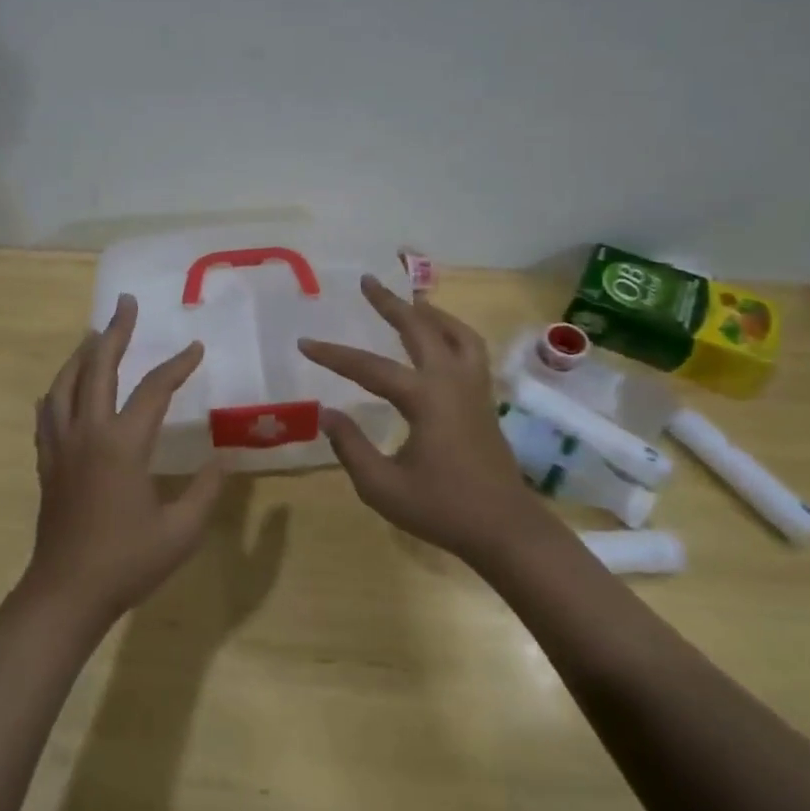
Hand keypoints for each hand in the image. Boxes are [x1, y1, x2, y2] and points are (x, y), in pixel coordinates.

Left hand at [26, 294, 225, 632]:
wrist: (66, 593)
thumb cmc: (127, 562)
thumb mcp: (181, 531)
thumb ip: (206, 490)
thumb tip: (222, 458)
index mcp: (122, 444)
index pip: (153, 390)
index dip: (177, 366)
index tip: (195, 348)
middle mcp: (87, 433)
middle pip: (97, 368)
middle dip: (115, 333)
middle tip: (125, 304)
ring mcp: (60, 446)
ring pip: (64, 385)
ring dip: (80, 355)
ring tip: (94, 336)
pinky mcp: (47, 463)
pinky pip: (47, 414)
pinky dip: (57, 392)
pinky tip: (62, 390)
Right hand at [300, 275, 533, 572]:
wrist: (505, 529)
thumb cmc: (442, 510)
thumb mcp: (382, 486)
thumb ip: (350, 446)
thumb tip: (328, 412)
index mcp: (425, 399)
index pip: (369, 368)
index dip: (333, 354)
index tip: (304, 342)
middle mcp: (451, 382)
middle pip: (420, 328)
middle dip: (390, 303)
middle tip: (367, 281)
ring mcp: (474, 388)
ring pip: (456, 333)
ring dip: (429, 312)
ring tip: (408, 301)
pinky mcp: (485, 400)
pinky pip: (470, 350)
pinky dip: (452, 332)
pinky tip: (440, 339)